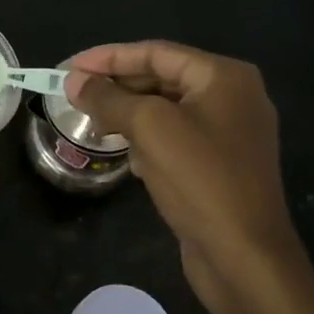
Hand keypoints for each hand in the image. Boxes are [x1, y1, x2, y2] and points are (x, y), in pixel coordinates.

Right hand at [63, 41, 303, 312]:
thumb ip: (108, 98)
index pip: (155, 52)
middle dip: (117, 87)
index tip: (68, 68)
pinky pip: (175, 138)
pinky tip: (127, 156)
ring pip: (165, 110)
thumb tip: (73, 81)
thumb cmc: (201, 180)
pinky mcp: (220, 165)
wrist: (246, 260)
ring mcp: (229, 133)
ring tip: (92, 123)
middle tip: (73, 95)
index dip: (108, 57)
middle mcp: (232, 97)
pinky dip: (148, 140)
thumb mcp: (149, 128)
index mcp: (224, 76)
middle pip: (161, 78)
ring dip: (128, 115)